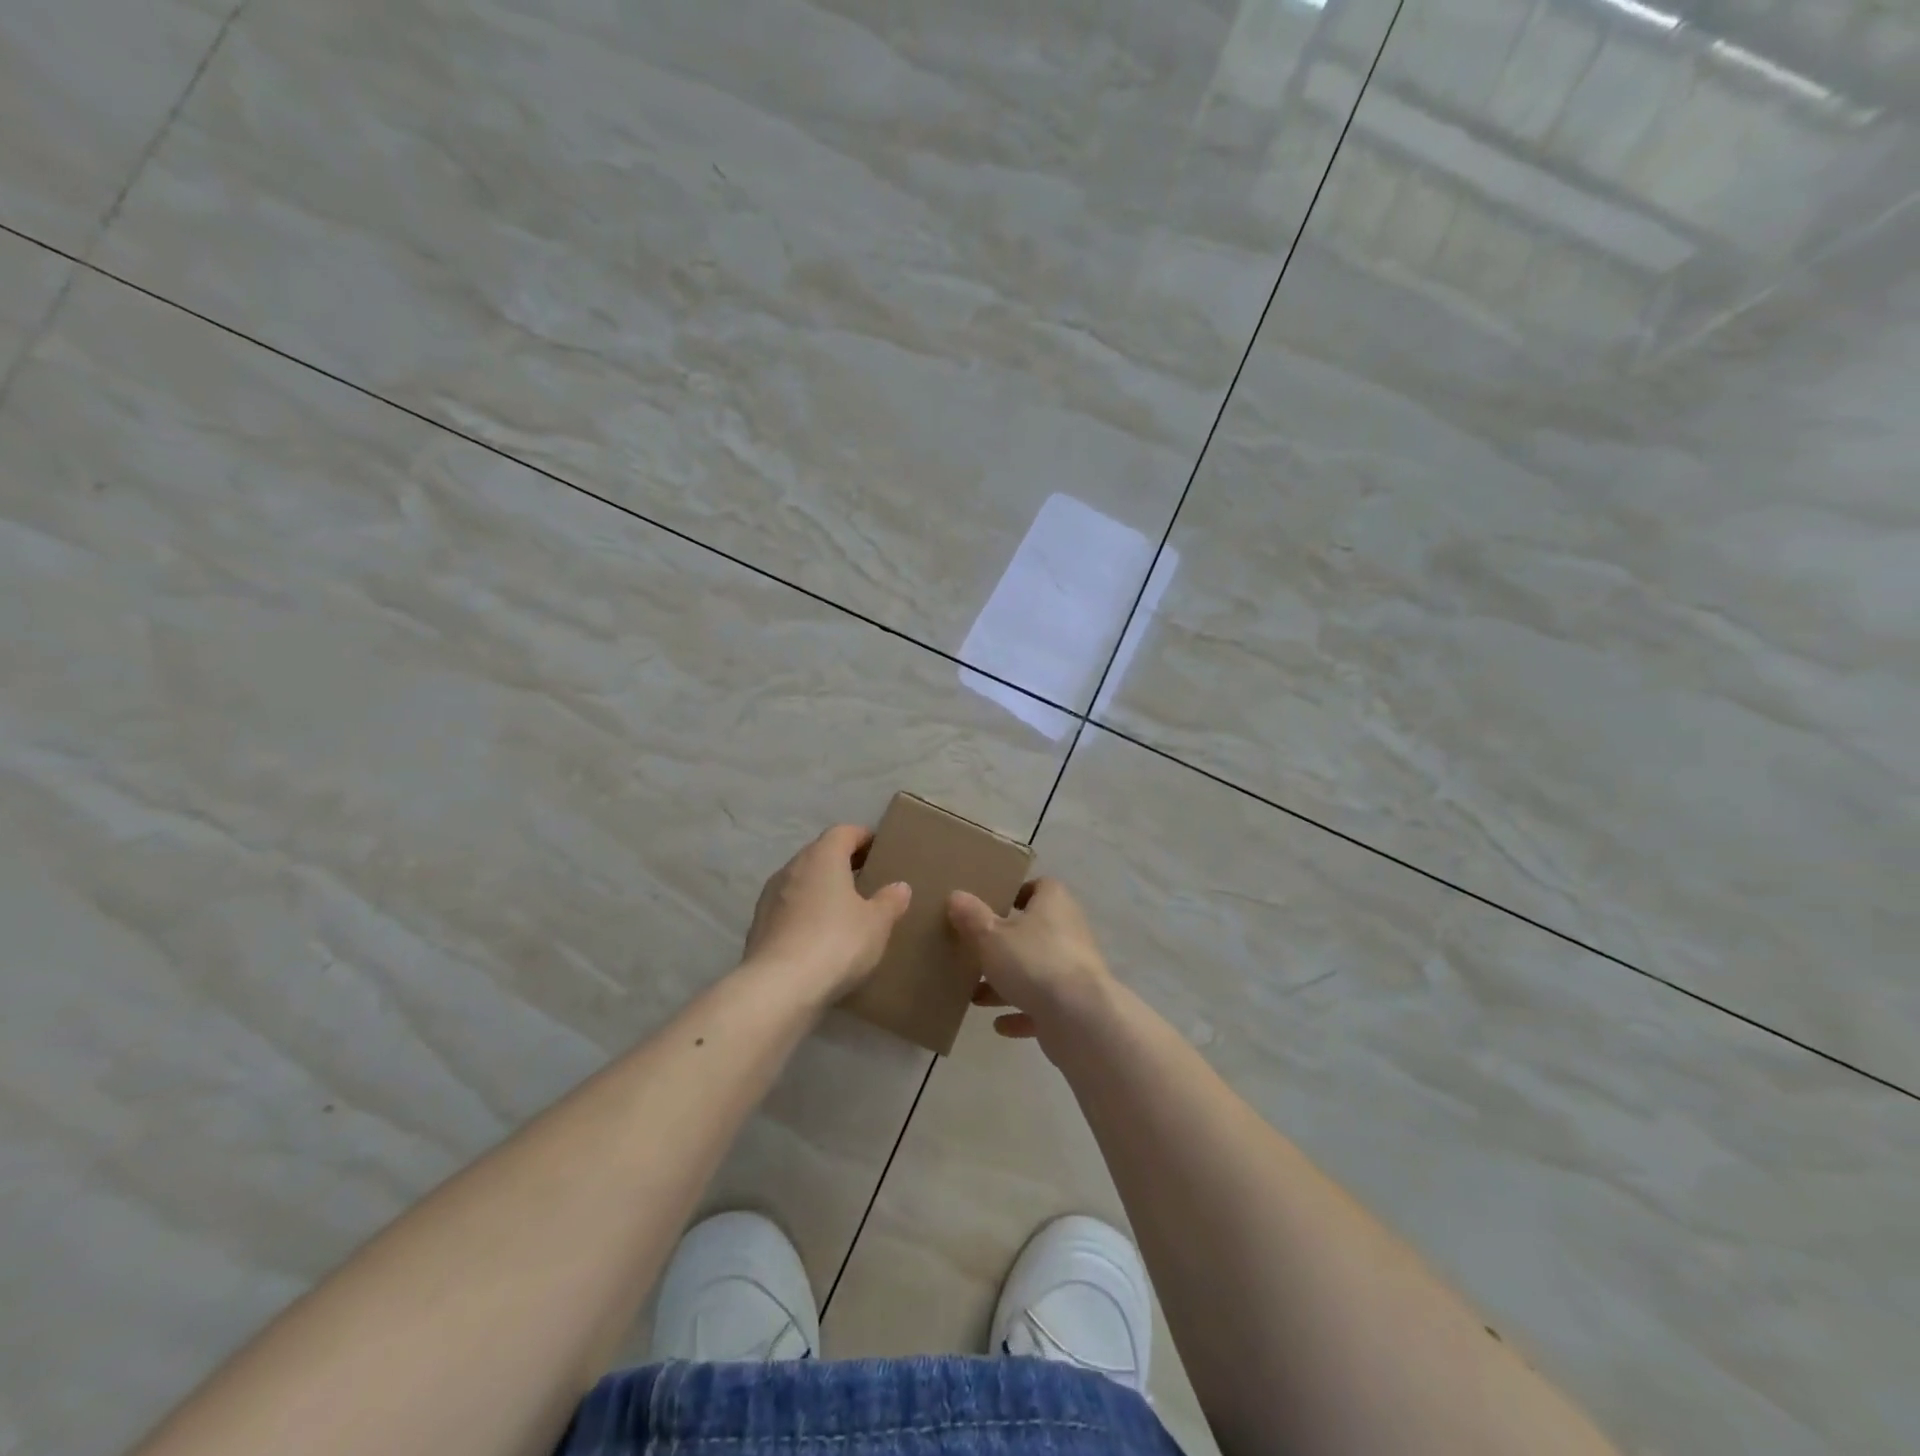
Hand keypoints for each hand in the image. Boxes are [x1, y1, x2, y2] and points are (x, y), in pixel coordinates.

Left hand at [743, 825, 911, 1002]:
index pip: (844, 832)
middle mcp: (792, 867)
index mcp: (822, 856)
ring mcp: (770, 896)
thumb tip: (899, 887)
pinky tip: (820, 937)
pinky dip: (805, 914)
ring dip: (821, 889)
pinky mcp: (758, 926)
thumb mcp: (876, 924)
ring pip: (802, 881)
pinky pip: (789, 909)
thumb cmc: (836, 942)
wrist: (778, 987)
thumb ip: (889, 901)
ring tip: (845, 911)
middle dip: (842, 863)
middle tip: (867, 880)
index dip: (863, 837)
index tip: (879, 849)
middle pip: (820, 854)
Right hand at [948, 878, 1113, 1051]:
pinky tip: (999, 1024)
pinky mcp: (1075, 1004)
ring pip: (1036, 970)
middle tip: (975, 952)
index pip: (1039, 887)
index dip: (1017, 894)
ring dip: (1008, 983)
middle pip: (1034, 931)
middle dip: (1005, 944)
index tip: (991, 906)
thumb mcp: (991, 935)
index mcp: (1053, 904)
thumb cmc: (1033, 962)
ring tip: (976, 995)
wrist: (1080, 1018)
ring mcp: (1074, 969)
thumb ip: (972, 916)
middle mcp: (1069, 931)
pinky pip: (1044, 1005)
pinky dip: (1022, 1013)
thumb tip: (956, 895)